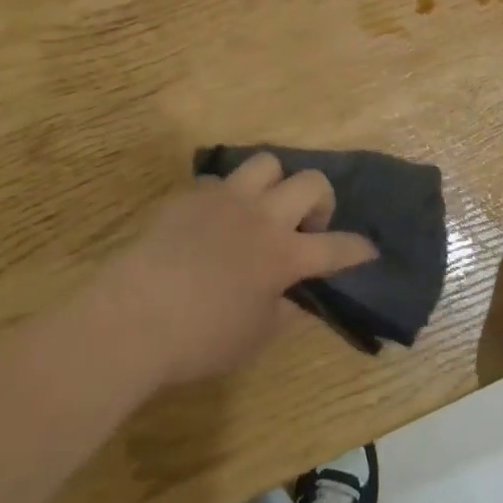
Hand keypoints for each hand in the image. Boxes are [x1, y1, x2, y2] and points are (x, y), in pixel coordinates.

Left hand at [91, 154, 377, 386]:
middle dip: (321, 200)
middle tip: (306, 226)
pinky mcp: (190, 194)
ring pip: (266, 163)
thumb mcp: (254, 337)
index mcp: (283, 256)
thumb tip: (294, 296)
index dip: (359, 249)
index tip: (368, 249)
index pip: (337, 248)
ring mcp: (225, 199)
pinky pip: (220, 181)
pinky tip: (213, 222)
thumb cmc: (200, 338)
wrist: (134, 315)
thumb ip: (283, 311)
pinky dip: (227, 197)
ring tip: (262, 209)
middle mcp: (261, 216)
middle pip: (311, 182)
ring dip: (274, 184)